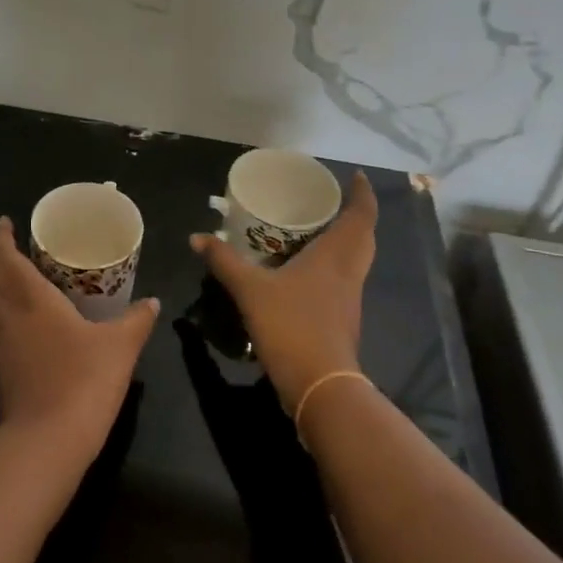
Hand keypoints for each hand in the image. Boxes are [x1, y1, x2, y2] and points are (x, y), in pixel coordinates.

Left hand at [0, 217, 158, 467]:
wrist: (46, 443)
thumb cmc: (82, 381)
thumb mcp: (120, 347)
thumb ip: (137, 320)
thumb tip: (153, 301)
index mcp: (31, 300)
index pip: (6, 258)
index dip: (1, 237)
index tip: (5, 222)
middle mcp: (10, 317)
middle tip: (16, 243)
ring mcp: (4, 346)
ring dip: (4, 284)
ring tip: (28, 274)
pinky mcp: (7, 370)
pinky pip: (5, 326)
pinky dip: (13, 310)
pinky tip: (36, 319)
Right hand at [189, 171, 377, 412]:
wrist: (321, 386)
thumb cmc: (291, 326)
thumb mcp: (250, 290)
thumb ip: (225, 262)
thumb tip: (198, 237)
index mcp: (335, 256)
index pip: (360, 216)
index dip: (362, 194)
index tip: (356, 176)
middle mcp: (349, 272)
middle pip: (364, 236)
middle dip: (357, 215)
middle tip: (334, 200)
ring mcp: (349, 299)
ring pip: (357, 259)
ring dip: (348, 240)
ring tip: (321, 228)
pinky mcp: (343, 320)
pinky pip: (345, 280)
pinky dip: (335, 265)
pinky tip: (309, 271)